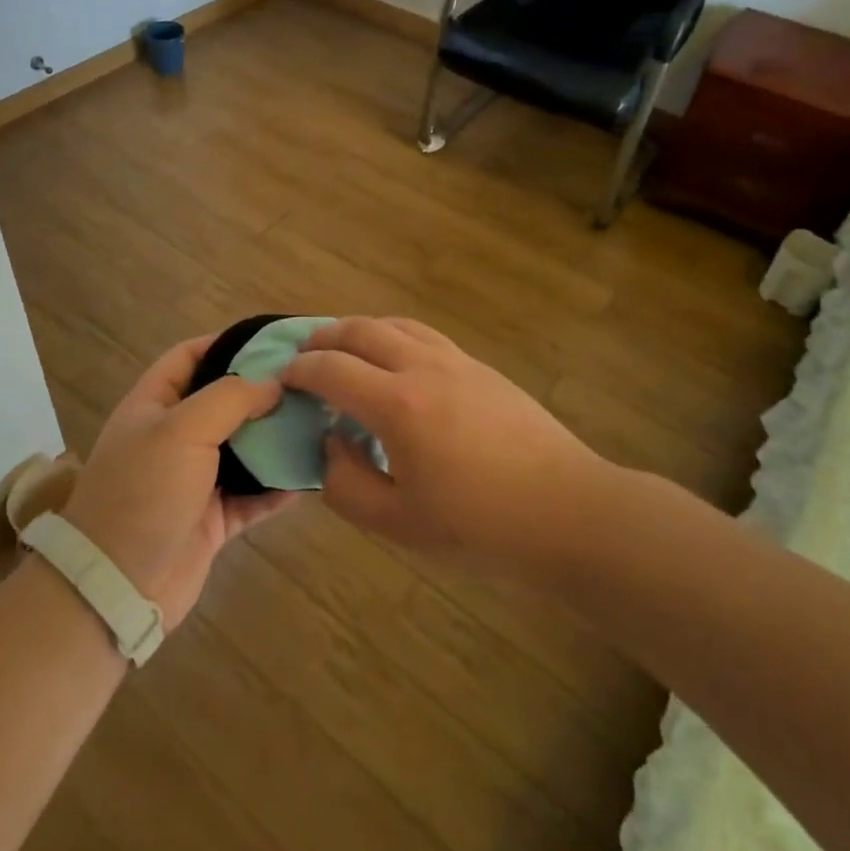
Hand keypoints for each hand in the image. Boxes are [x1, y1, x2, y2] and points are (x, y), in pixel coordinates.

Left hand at [62, 335, 294, 628]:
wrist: (118, 586)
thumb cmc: (145, 492)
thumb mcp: (183, 429)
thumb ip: (231, 397)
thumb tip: (273, 383)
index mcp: (154, 405)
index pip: (190, 356)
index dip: (227, 342)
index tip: (273, 340)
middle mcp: (173, 437)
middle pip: (223, 402)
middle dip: (262, 392)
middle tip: (310, 382)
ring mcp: (193, 480)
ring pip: (243, 449)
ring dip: (275, 439)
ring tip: (319, 421)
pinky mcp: (213, 519)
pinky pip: (253, 496)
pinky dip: (278, 487)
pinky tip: (310, 475)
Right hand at [283, 317, 605, 571]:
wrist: (566, 510)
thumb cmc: (479, 526)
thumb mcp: (398, 524)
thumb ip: (347, 484)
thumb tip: (331, 445)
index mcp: (397, 405)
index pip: (332, 370)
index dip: (300, 371)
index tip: (283, 378)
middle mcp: (422, 367)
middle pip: (361, 331)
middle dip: (324, 337)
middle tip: (304, 353)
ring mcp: (456, 361)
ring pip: (395, 324)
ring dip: (360, 329)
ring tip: (344, 347)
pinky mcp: (481, 367)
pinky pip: (424, 335)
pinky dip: (394, 336)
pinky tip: (396, 360)